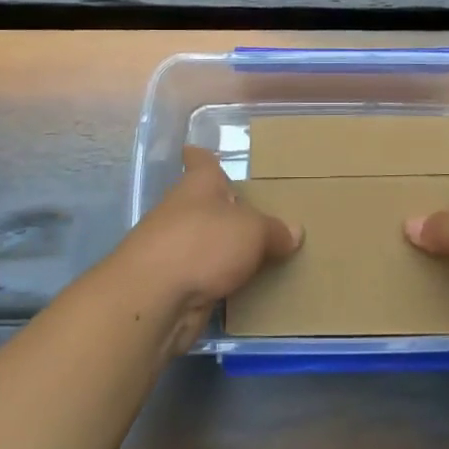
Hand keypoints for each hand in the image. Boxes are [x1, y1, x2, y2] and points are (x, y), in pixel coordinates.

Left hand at [105, 147, 303, 356]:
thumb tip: (294, 232)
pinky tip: (246, 287)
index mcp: (198, 185)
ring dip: (224, 248)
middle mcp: (182, 211)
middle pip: (204, 204)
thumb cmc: (203, 243)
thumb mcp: (252, 231)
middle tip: (259, 211)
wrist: (154, 298)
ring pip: (204, 242)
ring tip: (261, 252)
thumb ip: (274, 231)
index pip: (199, 161)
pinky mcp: (174, 284)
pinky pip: (206, 276)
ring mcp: (174, 249)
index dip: (201, 156)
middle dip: (225, 209)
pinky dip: (221, 280)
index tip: (198, 149)